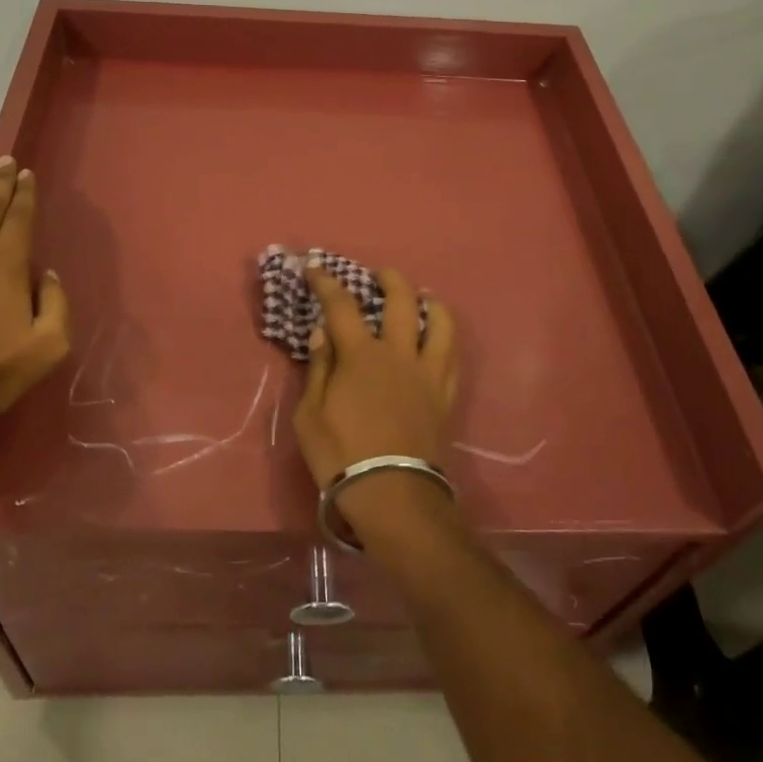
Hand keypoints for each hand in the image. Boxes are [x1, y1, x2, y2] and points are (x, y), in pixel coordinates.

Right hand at [293, 259, 457, 491]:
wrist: (392, 494)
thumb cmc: (340, 455)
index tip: (315, 267)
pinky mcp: (445, 395)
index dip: (327, 282)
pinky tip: (439, 337)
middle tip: (379, 275)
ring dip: (430, 303)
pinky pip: (453, 356)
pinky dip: (446, 337)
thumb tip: (323, 334)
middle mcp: (398, 354)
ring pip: (440, 323)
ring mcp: (427, 373)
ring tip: (422, 298)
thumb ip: (318, 369)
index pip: (341, 306)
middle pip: (401, 301)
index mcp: (361, 356)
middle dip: (390, 279)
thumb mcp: (309, 414)